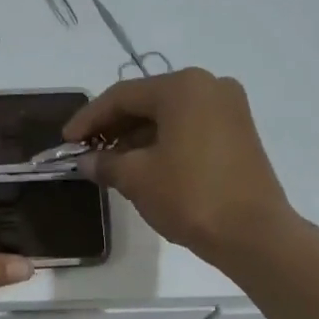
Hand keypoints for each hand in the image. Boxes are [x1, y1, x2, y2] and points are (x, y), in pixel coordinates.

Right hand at [64, 68, 296, 263]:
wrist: (252, 233)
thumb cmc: (190, 196)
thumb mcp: (137, 179)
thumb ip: (106, 163)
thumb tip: (86, 161)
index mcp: (183, 87)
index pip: (122, 95)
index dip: (89, 118)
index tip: (66, 141)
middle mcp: (209, 86)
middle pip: (148, 101)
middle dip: (114, 127)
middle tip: (86, 152)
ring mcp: (229, 109)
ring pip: (169, 117)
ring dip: (137, 137)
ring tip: (110, 164)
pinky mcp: (238, 133)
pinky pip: (189, 129)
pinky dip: (163, 143)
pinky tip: (143, 166)